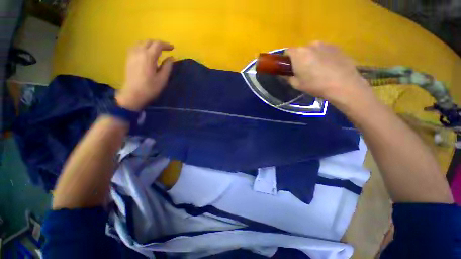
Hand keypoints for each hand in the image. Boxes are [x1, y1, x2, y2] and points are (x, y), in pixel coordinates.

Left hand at [116, 40, 174, 110]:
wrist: (133, 94)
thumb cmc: (150, 88)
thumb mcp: (162, 78)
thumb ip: (167, 66)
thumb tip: (172, 57)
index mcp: (148, 56)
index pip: (158, 44)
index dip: (166, 45)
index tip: (173, 48)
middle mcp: (139, 51)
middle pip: (149, 41)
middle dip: (159, 43)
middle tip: (166, 49)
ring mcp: (132, 54)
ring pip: (141, 42)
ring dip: (151, 44)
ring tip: (157, 50)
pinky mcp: (128, 58)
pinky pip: (136, 46)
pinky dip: (143, 46)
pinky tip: (146, 52)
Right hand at [286, 42, 370, 103]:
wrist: (343, 84)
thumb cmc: (315, 85)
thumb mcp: (296, 84)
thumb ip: (288, 77)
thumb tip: (285, 74)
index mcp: (298, 54)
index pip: (287, 51)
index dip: (286, 60)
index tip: (289, 68)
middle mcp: (310, 45)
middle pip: (301, 50)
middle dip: (300, 59)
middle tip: (303, 71)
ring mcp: (325, 44)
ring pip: (313, 50)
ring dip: (311, 57)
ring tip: (317, 69)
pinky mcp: (336, 47)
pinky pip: (324, 50)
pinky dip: (323, 56)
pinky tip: (328, 67)